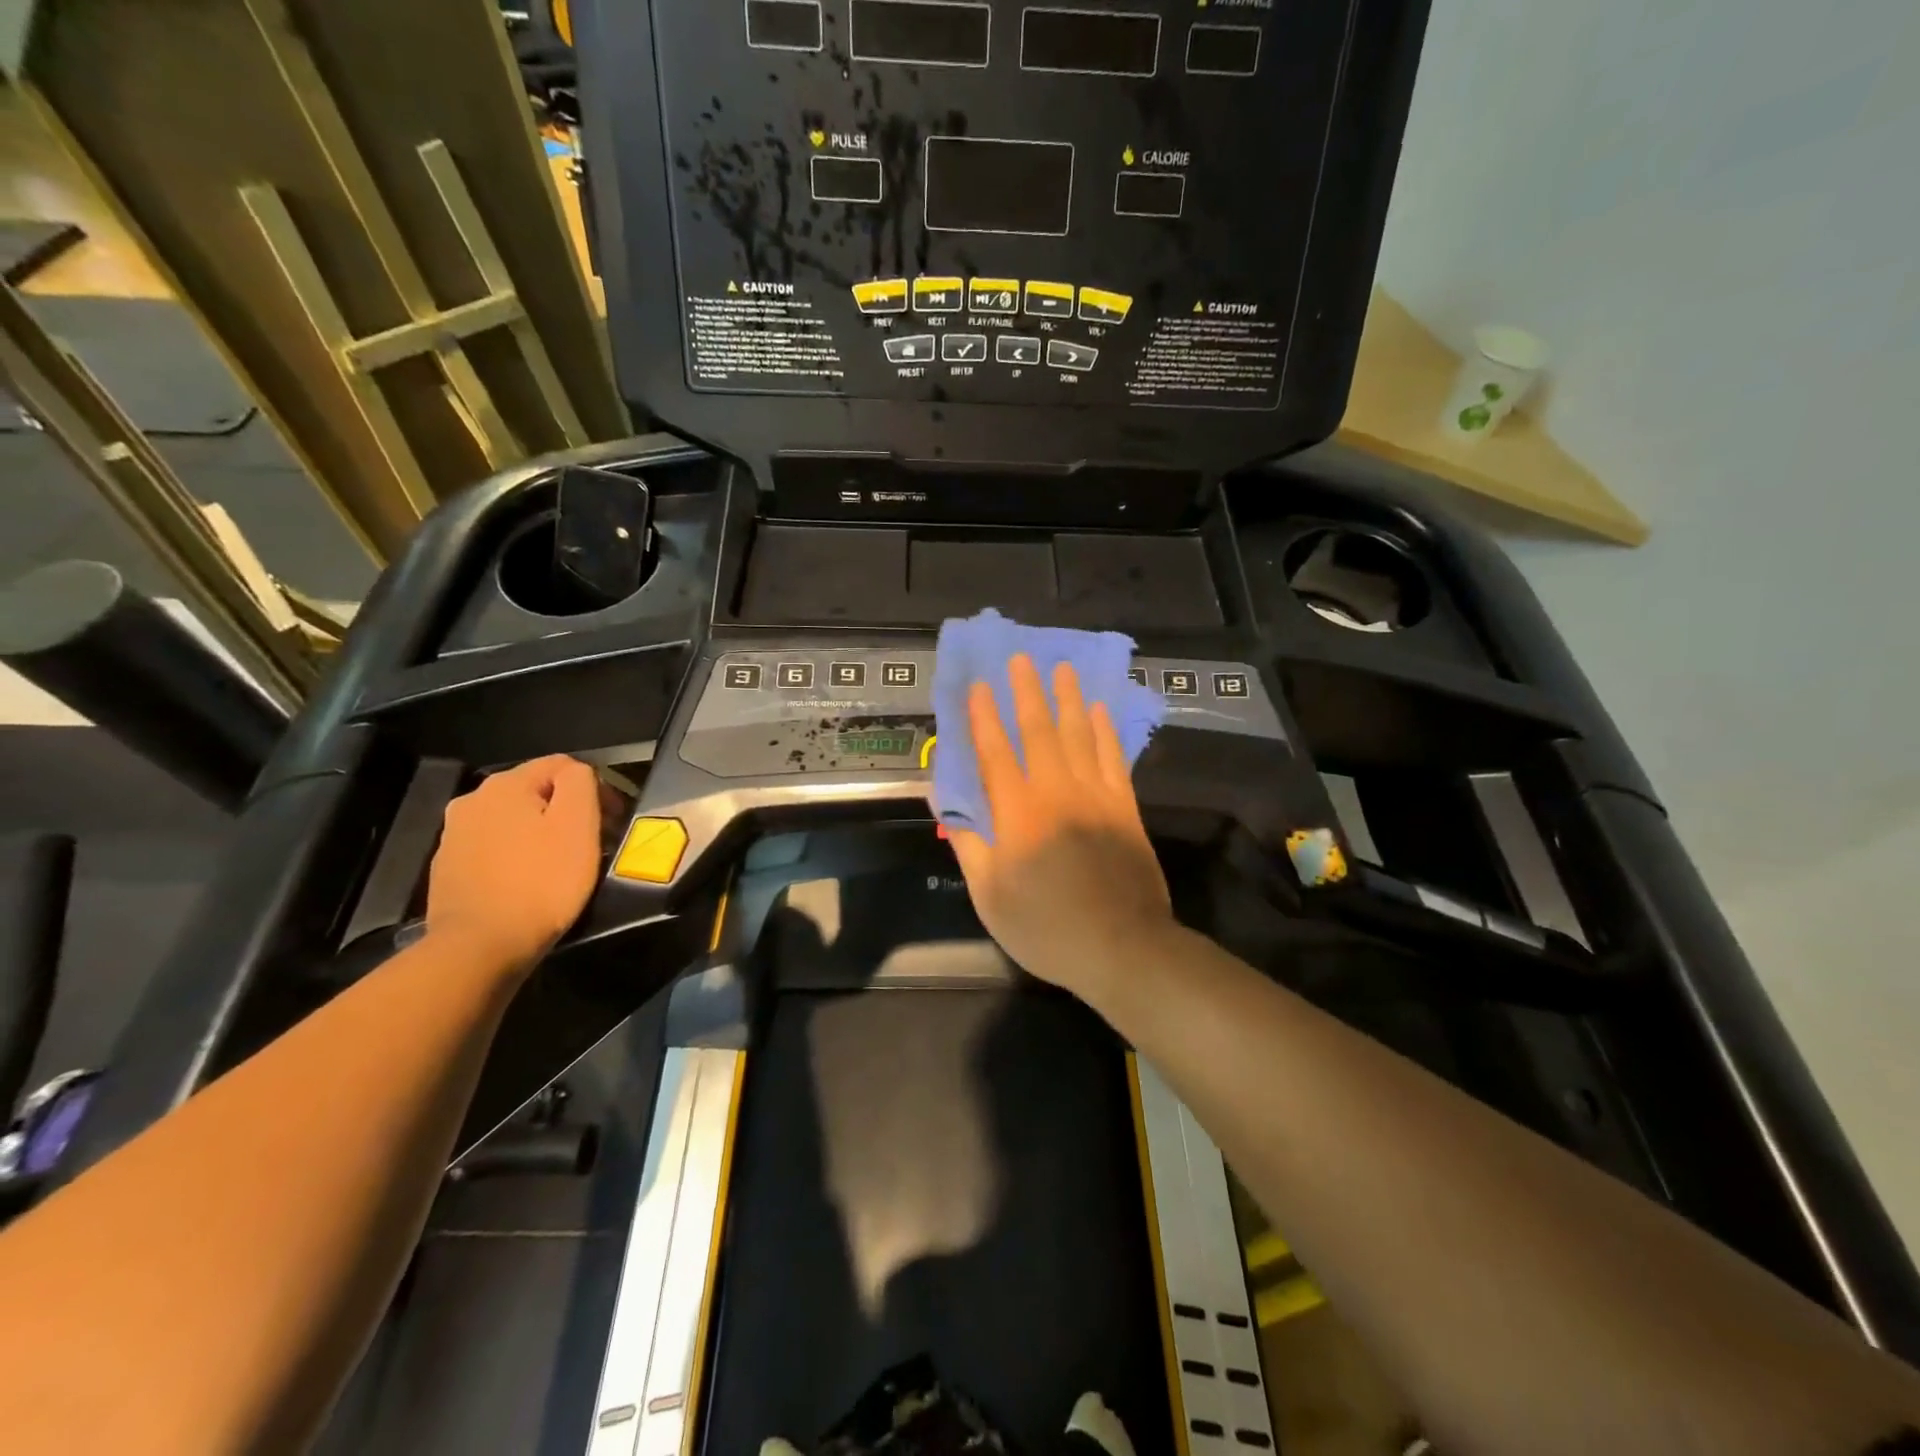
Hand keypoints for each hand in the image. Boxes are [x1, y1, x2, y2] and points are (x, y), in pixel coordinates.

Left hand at [424, 755, 603, 971]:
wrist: (480, 948)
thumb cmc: (541, 882)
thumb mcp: (578, 824)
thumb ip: (581, 782)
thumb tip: (578, 773)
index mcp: (505, 784)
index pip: (564, 765)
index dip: (598, 788)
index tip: (614, 822)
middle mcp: (472, 800)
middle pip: (537, 791)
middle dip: (569, 810)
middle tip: (594, 842)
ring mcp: (454, 835)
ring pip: (515, 820)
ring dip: (543, 832)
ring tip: (564, 863)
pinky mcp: (448, 868)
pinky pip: (496, 848)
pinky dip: (519, 856)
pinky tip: (531, 881)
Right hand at [948, 655, 1175, 1000]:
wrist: (1122, 946)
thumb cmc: (1046, 926)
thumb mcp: (990, 896)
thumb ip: (969, 845)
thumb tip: (944, 805)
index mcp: (1017, 813)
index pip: (995, 753)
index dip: (983, 717)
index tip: (977, 685)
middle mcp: (1055, 791)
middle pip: (1038, 731)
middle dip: (1026, 692)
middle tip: (1021, 658)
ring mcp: (1095, 795)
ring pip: (1079, 734)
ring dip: (1068, 698)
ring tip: (1062, 667)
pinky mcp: (1125, 806)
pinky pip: (1113, 757)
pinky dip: (1105, 730)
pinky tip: (1100, 710)